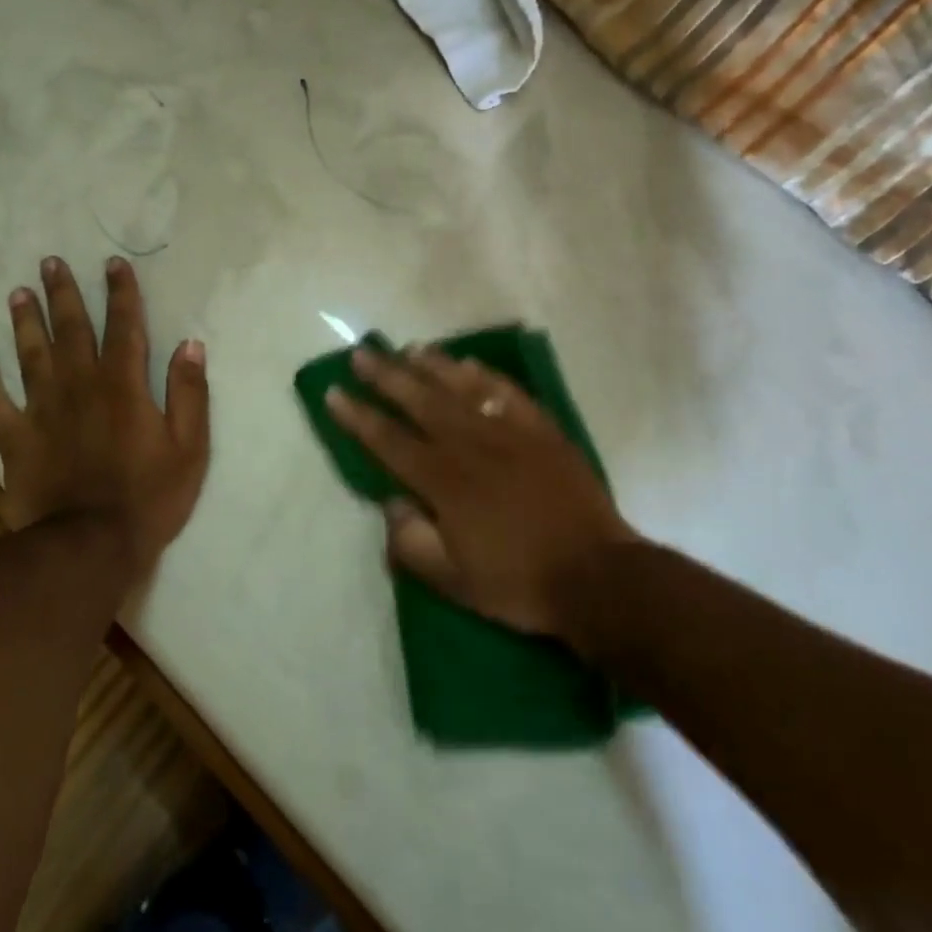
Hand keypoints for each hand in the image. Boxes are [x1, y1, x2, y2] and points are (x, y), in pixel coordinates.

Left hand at [0, 256, 209, 578]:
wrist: (89, 546)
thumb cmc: (149, 498)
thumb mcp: (189, 448)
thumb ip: (189, 394)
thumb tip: (190, 345)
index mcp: (124, 387)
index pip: (124, 328)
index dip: (121, 294)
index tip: (113, 264)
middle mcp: (80, 387)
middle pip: (71, 331)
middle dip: (64, 294)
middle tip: (51, 262)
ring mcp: (42, 412)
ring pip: (31, 356)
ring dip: (26, 323)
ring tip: (20, 293)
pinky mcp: (15, 440)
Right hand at [327, 346, 638, 638]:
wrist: (597, 575)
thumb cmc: (518, 582)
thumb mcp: (453, 581)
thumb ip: (410, 542)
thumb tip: (390, 503)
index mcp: (444, 482)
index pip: (389, 441)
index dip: (358, 417)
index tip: (334, 392)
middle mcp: (471, 446)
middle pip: (420, 401)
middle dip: (386, 376)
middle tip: (362, 354)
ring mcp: (510, 433)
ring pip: (462, 387)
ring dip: (432, 365)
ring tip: (408, 349)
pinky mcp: (543, 431)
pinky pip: (508, 392)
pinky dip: (485, 375)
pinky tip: (470, 364)